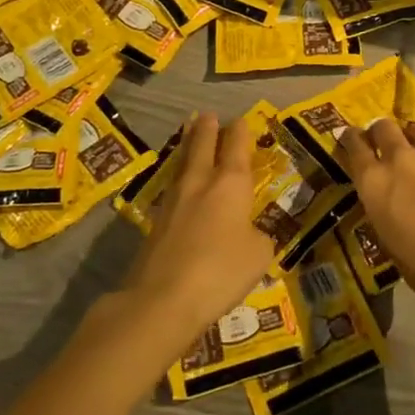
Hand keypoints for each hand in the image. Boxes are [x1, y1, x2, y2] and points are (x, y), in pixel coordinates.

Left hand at [119, 111, 276, 355]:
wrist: (162, 299)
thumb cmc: (221, 271)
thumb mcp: (259, 255)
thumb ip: (259, 237)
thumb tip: (249, 233)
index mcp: (230, 184)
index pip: (236, 147)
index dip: (240, 132)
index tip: (240, 120)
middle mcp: (200, 184)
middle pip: (202, 146)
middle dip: (207, 129)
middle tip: (207, 115)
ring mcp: (173, 202)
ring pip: (183, 165)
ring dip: (188, 147)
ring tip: (189, 134)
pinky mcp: (155, 224)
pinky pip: (172, 191)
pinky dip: (179, 180)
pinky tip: (180, 185)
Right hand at [341, 118, 414, 301]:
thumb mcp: (386, 237)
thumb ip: (380, 206)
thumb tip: (384, 196)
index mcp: (374, 182)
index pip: (354, 144)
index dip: (351, 139)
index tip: (352, 139)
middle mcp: (399, 159)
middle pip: (383, 126)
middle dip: (380, 132)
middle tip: (385, 143)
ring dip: (411, 138)